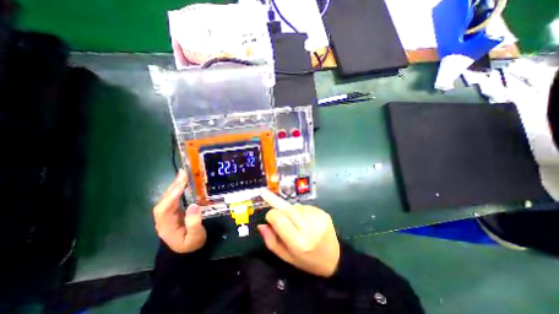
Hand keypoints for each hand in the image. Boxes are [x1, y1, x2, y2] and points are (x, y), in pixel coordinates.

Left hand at [152, 171, 206, 252]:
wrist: (187, 251)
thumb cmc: (191, 244)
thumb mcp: (195, 237)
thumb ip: (194, 223)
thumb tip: (193, 205)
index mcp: (166, 226)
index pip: (164, 209)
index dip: (172, 195)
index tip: (183, 184)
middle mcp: (164, 218)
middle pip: (165, 200)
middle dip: (174, 186)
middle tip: (184, 173)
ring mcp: (168, 214)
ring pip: (169, 197)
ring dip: (176, 185)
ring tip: (185, 174)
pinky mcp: (174, 211)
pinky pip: (175, 198)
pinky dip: (179, 189)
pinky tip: (185, 182)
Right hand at [258, 189, 340, 276]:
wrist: (335, 259)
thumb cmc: (307, 260)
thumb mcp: (286, 257)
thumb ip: (271, 241)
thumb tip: (261, 224)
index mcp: (299, 242)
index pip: (278, 218)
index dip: (271, 215)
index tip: (269, 217)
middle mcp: (309, 227)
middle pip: (287, 208)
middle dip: (275, 201)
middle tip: (266, 193)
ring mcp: (318, 218)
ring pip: (295, 206)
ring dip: (290, 210)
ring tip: (294, 220)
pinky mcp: (323, 213)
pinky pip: (305, 206)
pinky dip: (300, 210)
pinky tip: (304, 219)